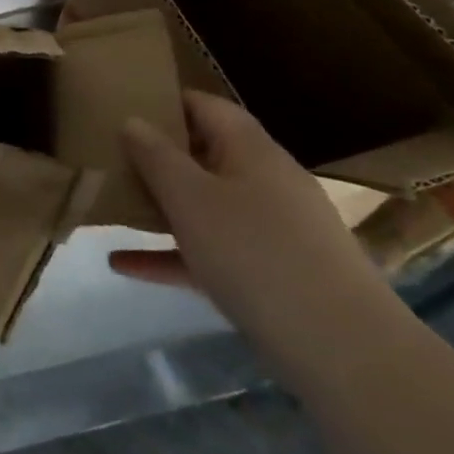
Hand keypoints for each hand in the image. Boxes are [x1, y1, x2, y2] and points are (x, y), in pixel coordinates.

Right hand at [108, 91, 405, 382]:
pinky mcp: (274, 274)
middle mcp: (266, 181)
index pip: (204, 105)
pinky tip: (125, 265)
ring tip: (111, 205)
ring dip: (161, 205)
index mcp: (251, 149)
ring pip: (206, 205)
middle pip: (204, 154)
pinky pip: (213, 251)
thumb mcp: (190, 198)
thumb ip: (155, 156)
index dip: (162, 101)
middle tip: (107, 157)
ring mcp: (275, 230)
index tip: (119, 106)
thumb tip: (132, 121)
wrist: (346, 353)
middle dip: (156, 156)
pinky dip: (172, 253)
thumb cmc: (256, 254)